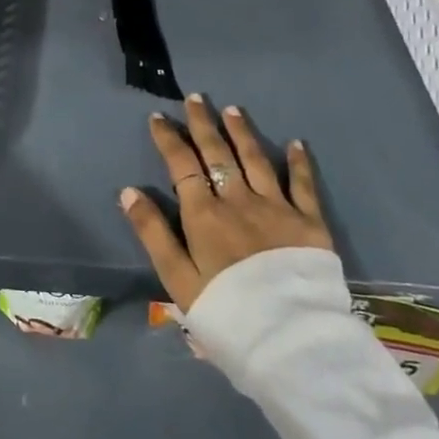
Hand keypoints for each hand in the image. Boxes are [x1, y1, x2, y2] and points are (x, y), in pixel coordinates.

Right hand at [119, 94, 332, 311]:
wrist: (289, 340)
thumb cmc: (225, 311)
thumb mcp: (176, 278)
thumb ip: (152, 232)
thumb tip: (128, 191)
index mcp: (203, 215)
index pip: (181, 165)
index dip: (169, 139)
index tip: (159, 117)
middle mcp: (238, 201)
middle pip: (218, 154)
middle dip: (203, 124)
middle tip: (196, 98)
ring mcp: (277, 208)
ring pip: (256, 160)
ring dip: (242, 133)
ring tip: (232, 110)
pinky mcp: (310, 223)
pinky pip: (303, 185)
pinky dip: (299, 162)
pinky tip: (296, 143)